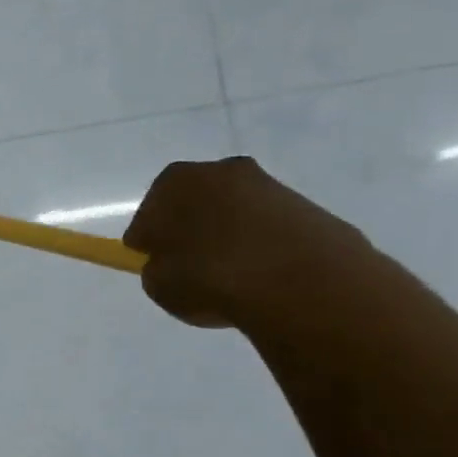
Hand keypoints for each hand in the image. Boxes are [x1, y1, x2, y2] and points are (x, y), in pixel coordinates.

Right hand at [123, 156, 373, 328]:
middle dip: (191, 230)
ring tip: (231, 278)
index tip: (156, 264)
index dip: (150, 240)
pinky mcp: (308, 209)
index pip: (149, 213)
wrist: (301, 285)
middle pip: (195, 204)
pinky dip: (261, 247)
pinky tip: (262, 277)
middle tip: (189, 268)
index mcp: (176, 182)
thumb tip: (171, 263)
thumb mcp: (159, 284)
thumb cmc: (210, 278)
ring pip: (234, 214)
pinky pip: (268, 229)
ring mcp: (270, 187)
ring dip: (228, 238)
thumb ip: (158, 268)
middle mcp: (222, 171)